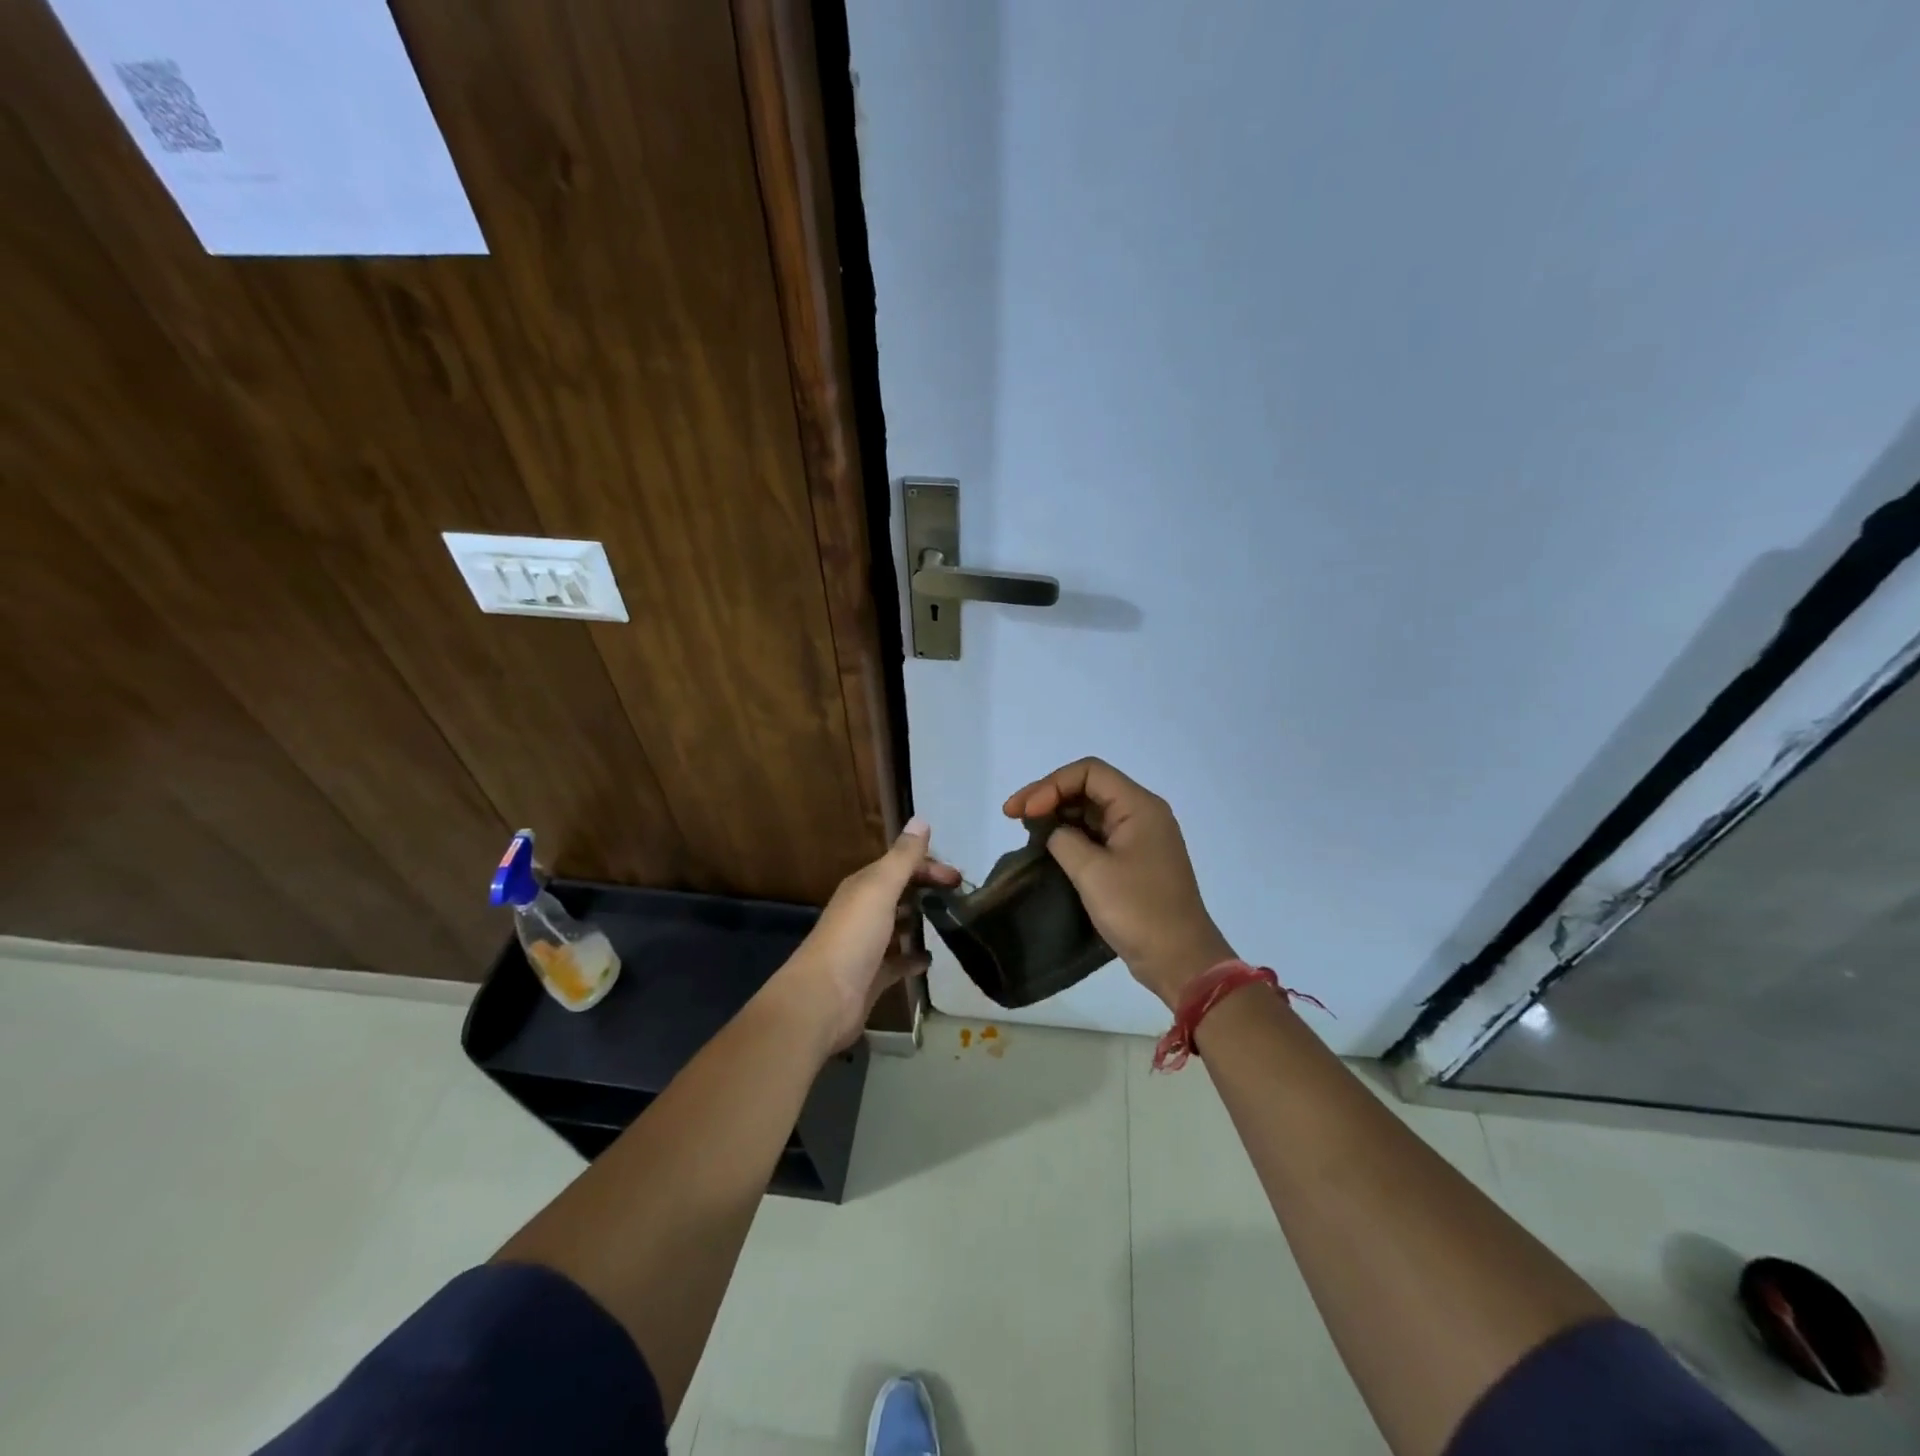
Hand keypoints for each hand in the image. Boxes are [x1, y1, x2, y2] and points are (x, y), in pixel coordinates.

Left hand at [769, 818, 959, 1054]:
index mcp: (863, 887)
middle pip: (899, 892)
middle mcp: (863, 912)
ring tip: (951, 922)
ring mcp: (867, 946)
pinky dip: (914, 958)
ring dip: (919, 920)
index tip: (958, 878)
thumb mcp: (879, 889)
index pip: (900, 866)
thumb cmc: (853, 937)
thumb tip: (921, 820)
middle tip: (960, 897)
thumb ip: (902, 858)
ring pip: (897, 925)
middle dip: (927, 889)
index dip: (928, 866)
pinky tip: (931, 958)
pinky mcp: (873, 976)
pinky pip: (898, 962)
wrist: (823, 998)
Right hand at [1003, 759, 1232, 1008]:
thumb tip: (1055, 833)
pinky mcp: (1134, 861)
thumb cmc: (1138, 911)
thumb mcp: (1092, 872)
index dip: (1051, 785)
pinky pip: (1098, 835)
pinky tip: (1048, 847)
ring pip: (1091, 811)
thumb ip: (1064, 840)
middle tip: (1013, 815)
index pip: (1088, 772)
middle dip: (1049, 796)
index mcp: (1139, 806)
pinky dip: (1071, 836)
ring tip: (1026, 830)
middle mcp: (1142, 813)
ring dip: (1058, 815)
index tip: (1024, 812)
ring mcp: (1139, 838)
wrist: (1180, 960)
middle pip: (1089, 787)